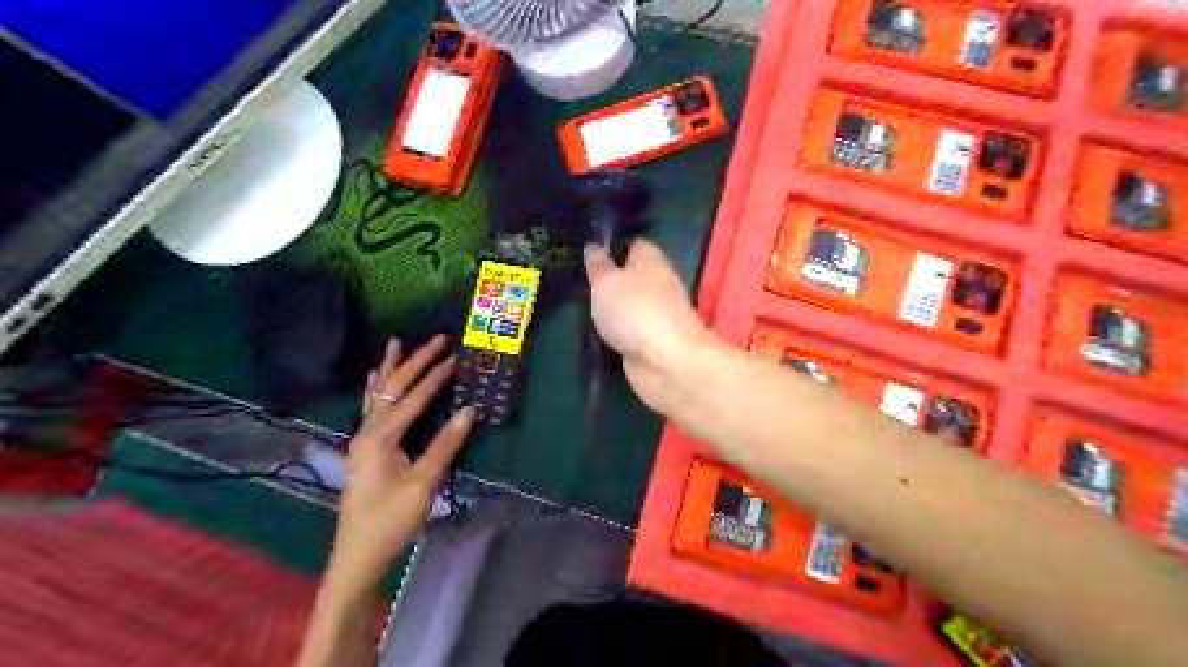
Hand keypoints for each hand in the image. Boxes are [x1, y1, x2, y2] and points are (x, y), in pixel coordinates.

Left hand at [326, 333, 476, 592]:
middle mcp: (368, 431)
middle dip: (415, 362)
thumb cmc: (391, 520)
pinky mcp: (365, 449)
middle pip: (392, 388)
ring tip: (395, 343)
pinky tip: (372, 379)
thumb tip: (469, 410)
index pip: (413, 398)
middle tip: (437, 339)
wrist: (359, 555)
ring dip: (390, 368)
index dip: (436, 377)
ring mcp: (363, 440)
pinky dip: (375, 388)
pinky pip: (371, 408)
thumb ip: (445, 444)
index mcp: (381, 437)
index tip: (456, 356)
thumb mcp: (423, 483)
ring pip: (378, 394)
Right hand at [585, 239, 713, 411]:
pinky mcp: (653, 342)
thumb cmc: (635, 310)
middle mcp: (658, 283)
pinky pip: (629, 332)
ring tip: (576, 309)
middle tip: (576, 283)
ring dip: (610, 310)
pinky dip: (615, 334)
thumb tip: (594, 246)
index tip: (586, 252)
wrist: (666, 362)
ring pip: (629, 306)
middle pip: (630, 277)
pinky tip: (592, 335)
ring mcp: (658, 315)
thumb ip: (598, 265)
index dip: (611, 246)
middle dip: (607, 281)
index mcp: (651, 259)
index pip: (632, 244)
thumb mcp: (606, 282)